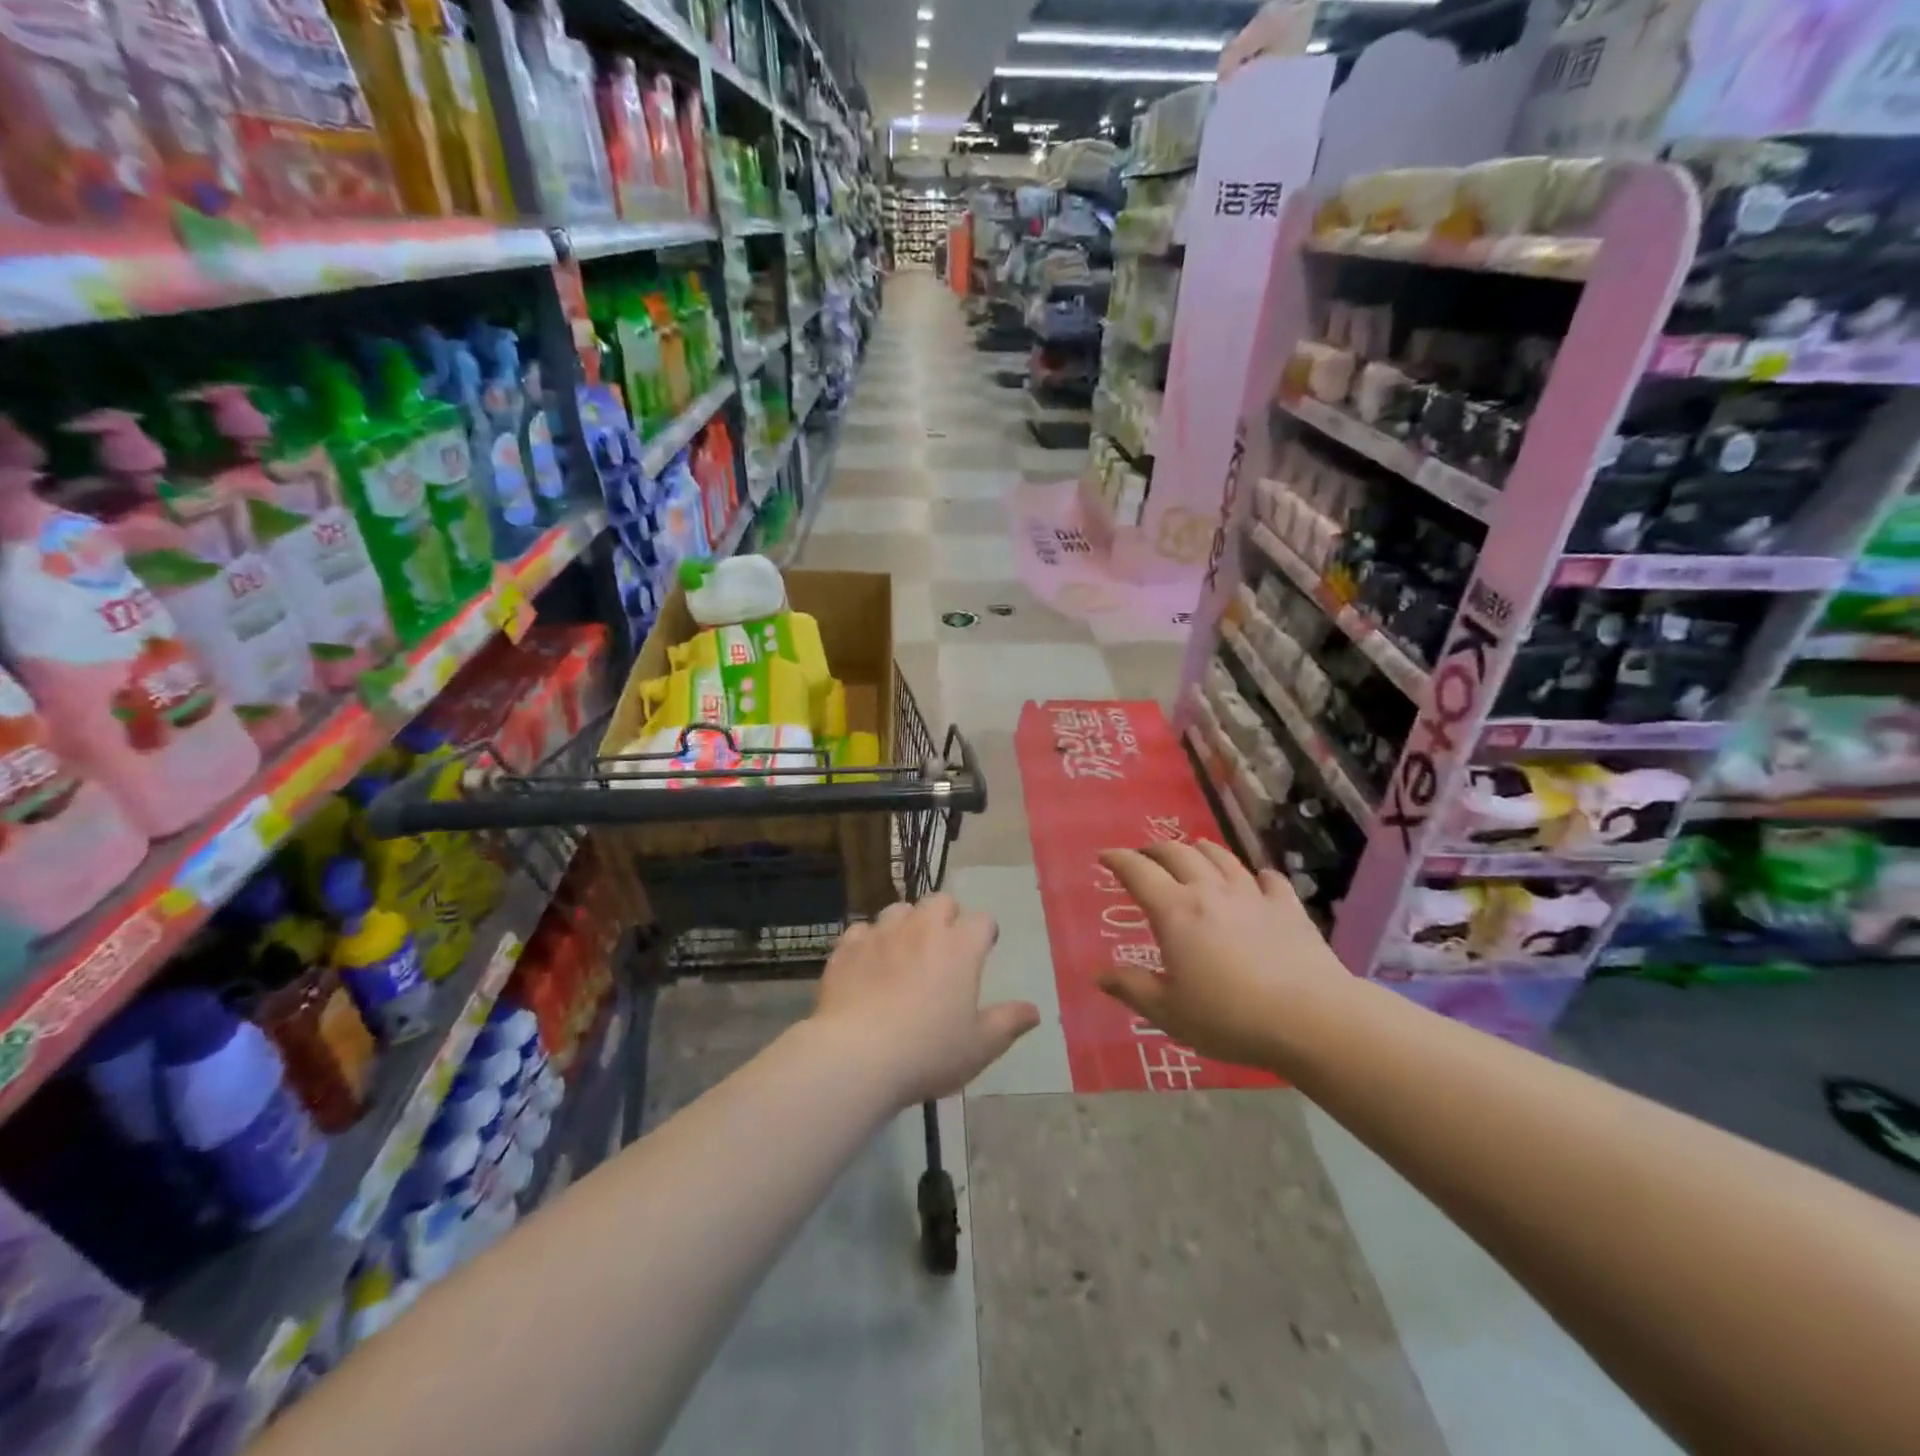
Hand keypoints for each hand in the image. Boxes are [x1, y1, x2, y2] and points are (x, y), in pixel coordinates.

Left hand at [814, 894, 1039, 1105]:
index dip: (984, 934)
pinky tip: (868, 965)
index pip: (982, 921)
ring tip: (905, 952)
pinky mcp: (847, 947)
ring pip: (899, 909)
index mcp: (960, 947)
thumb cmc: (927, 1052)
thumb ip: (1008, 1023)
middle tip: (944, 948)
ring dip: (907, 923)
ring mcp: (881, 934)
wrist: (856, 1056)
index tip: (983, 951)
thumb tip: (1034, 1010)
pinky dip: (869, 942)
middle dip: (946, 917)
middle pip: (940, 901)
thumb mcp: (979, 1047)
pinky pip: (862, 931)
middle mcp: (922, 928)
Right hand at [1096, 840, 1349, 1070]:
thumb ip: (1132, 989)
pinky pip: (1268, 878)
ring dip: (1200, 849)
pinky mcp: (1288, 907)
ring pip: (1221, 857)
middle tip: (1144, 856)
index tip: (1105, 856)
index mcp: (1175, 912)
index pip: (1138, 872)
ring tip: (1193, 851)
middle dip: (1155, 849)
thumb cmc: (1229, 1017)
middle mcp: (1210, 891)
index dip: (1118, 859)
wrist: (1311, 1019)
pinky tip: (1256, 881)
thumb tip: (1099, 976)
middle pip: (1178, 853)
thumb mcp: (1169, 1013)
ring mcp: (1252, 895)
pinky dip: (1255, 875)